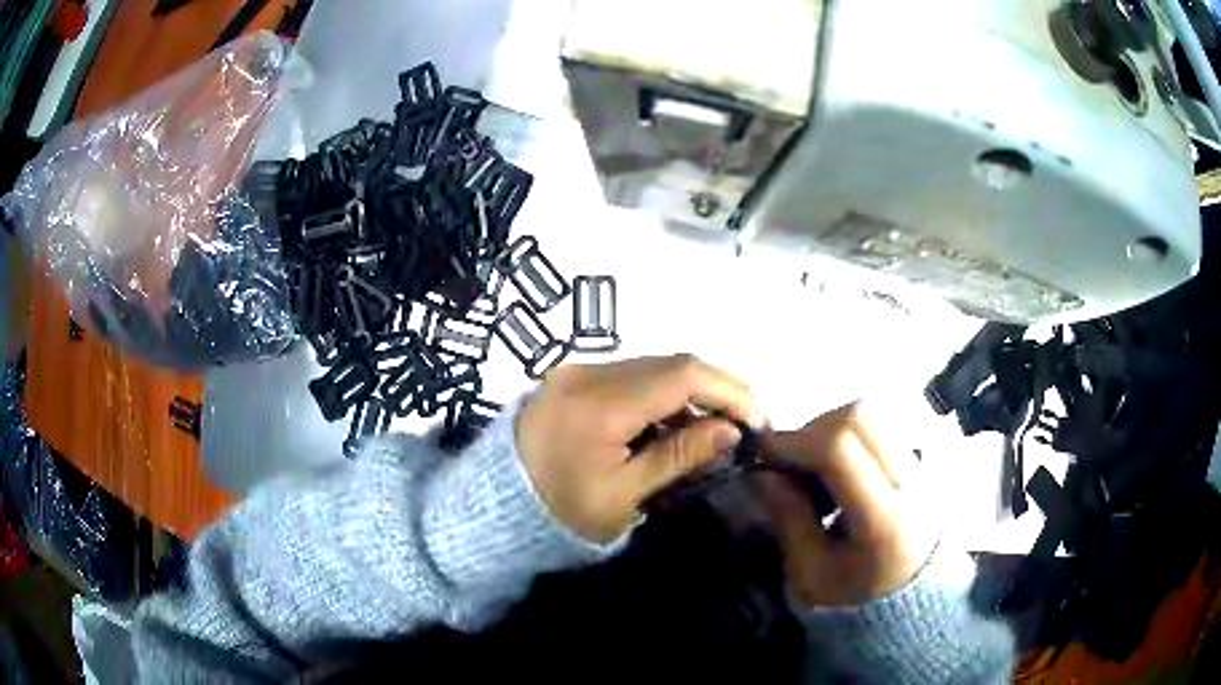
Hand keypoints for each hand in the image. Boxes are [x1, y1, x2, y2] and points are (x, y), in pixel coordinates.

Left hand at [517, 355, 766, 543]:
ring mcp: (576, 369)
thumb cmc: (562, 512)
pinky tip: (670, 424)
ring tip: (708, 430)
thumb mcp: (625, 494)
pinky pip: (629, 375)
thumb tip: (732, 430)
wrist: (498, 505)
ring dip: (688, 392)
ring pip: (652, 366)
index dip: (729, 391)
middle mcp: (587, 372)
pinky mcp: (571, 376)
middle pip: (670, 364)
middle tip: (740, 426)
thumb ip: (680, 456)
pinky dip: (659, 394)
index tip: (757, 420)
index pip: (682, 376)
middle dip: (714, 390)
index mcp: (600, 404)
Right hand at [757, 403, 936, 607]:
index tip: (764, 455)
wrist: (909, 600)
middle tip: (789, 462)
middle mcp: (910, 482)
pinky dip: (848, 436)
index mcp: (884, 519)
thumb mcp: (810, 573)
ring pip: (871, 414)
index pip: (840, 450)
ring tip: (813, 470)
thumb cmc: (854, 595)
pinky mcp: (917, 460)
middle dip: (812, 430)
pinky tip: (836, 472)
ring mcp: (920, 466)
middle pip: (860, 417)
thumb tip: (763, 471)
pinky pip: (879, 427)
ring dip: (830, 430)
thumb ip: (789, 519)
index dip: (796, 443)